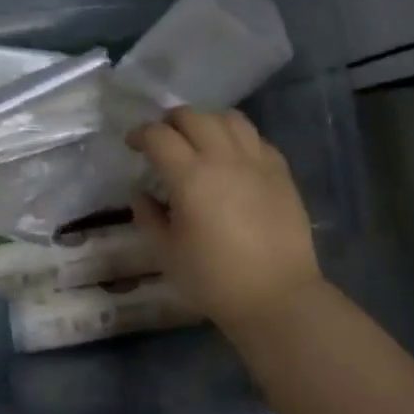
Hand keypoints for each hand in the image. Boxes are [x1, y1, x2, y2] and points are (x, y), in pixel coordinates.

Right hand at [126, 107, 323, 329]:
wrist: (277, 297)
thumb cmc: (214, 279)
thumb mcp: (167, 253)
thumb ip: (148, 217)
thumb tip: (141, 193)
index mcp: (190, 177)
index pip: (158, 136)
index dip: (140, 134)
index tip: (132, 144)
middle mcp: (224, 159)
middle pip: (193, 117)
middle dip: (171, 122)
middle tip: (163, 140)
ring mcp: (257, 162)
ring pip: (229, 118)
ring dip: (207, 121)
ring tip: (199, 139)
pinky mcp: (281, 172)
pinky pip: (256, 138)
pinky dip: (238, 138)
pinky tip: (233, 157)